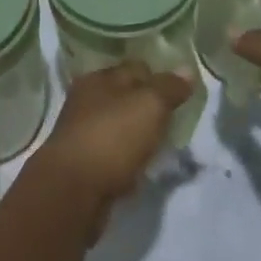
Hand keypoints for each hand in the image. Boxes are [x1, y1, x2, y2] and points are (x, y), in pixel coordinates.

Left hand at [25, 64, 189, 238]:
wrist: (73, 192)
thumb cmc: (112, 137)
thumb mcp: (148, 105)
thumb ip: (168, 87)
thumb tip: (187, 69)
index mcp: (98, 78)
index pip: (135, 68)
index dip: (159, 75)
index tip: (183, 88)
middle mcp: (87, 100)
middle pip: (126, 96)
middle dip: (149, 104)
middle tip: (178, 116)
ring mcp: (83, 133)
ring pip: (120, 125)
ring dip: (139, 132)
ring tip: (166, 141)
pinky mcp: (85, 164)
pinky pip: (115, 152)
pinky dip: (130, 156)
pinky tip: (145, 164)